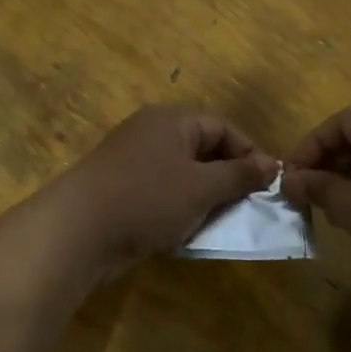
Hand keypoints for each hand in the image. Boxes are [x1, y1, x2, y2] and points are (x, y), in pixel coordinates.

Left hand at [51, 106, 277, 272]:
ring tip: (222, 223)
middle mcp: (152, 133)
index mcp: (172, 119)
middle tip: (249, 208)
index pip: (224, 128)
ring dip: (206, 198)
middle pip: (204, 150)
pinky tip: (188, 232)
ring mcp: (134, 161)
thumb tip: (273, 164)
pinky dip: (181, 209)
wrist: (78, 231)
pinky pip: (163, 193)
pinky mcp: (122, 190)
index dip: (250, 154)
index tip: (270, 186)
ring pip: (184, 175)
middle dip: (229, 179)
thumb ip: (240, 175)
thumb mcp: (201, 187)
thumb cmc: (147, 199)